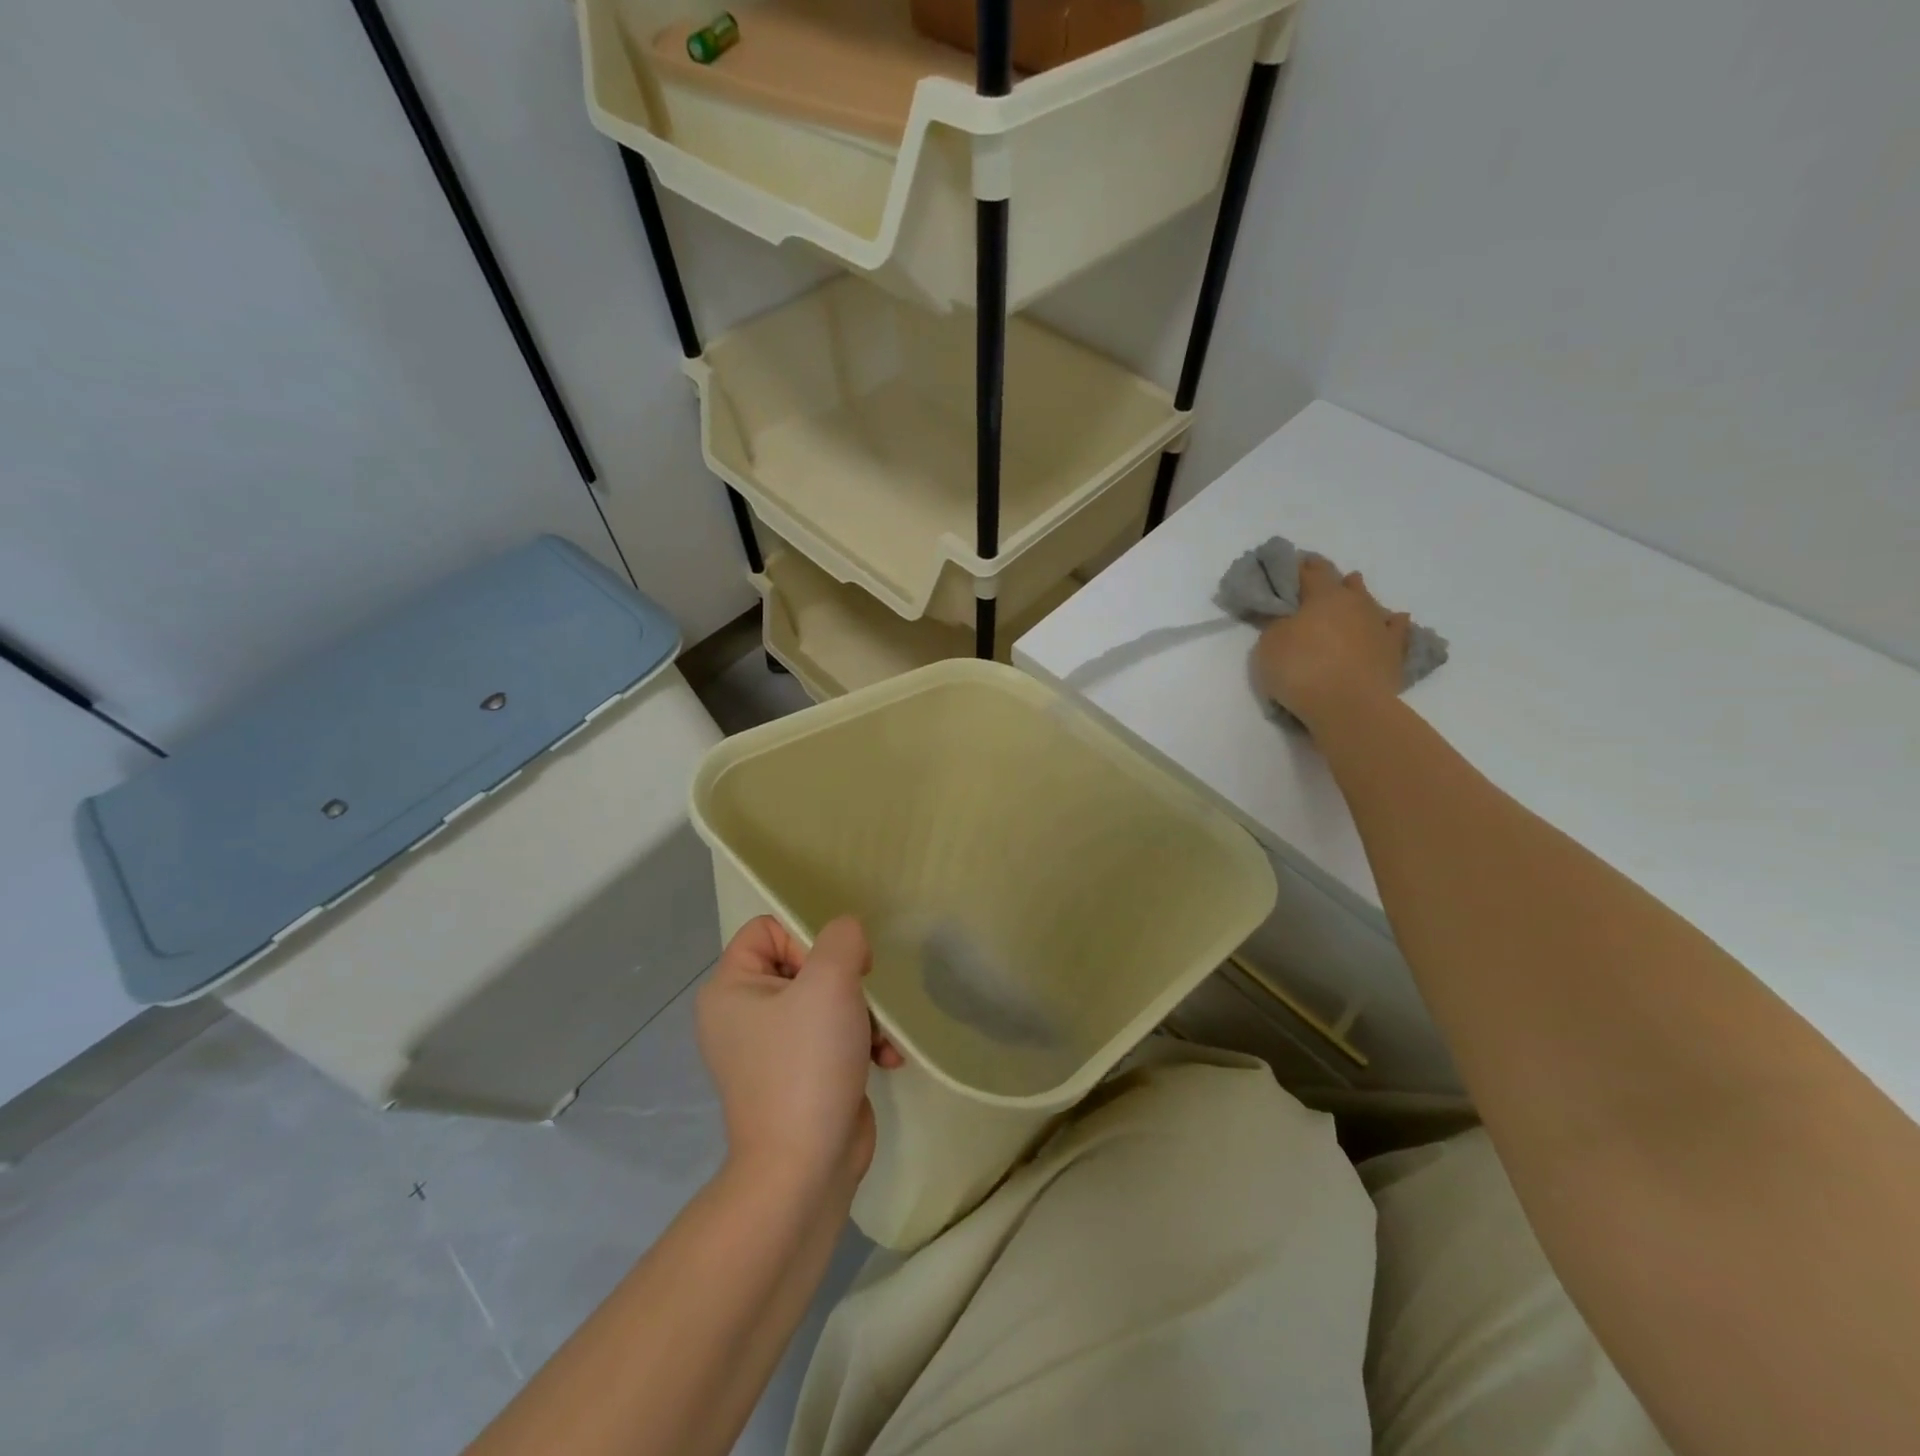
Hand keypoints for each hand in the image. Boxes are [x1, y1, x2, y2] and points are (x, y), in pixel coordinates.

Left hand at [696, 916, 902, 1197]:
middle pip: (802, 963)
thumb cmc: (807, 1064)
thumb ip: (842, 938)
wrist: (805, 1169)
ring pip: (824, 999)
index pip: (767, 928)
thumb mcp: (830, 982)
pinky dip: (860, 1042)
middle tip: (860, 999)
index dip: (805, 937)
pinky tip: (886, 1059)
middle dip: (844, 980)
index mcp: (730, 988)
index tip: (834, 967)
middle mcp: (742, 1014)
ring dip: (862, 1013)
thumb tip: (848, 937)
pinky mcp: (798, 1074)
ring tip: (877, 1037)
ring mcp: (770, 1048)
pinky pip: (831, 1036)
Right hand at [1253, 555, 1410, 731]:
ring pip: (1369, 602)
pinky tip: (1394, 621)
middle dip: (1330, 580)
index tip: (1291, 565)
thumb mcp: (1269, 644)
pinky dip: (1391, 624)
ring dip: (1359, 597)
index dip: (1299, 567)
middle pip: (1343, 583)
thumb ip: (1277, 625)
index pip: (1310, 571)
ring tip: (1353, 593)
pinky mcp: (1394, 651)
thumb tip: (1286, 616)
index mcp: (1324, 595)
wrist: (1348, 706)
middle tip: (1318, 583)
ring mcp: (1378, 626)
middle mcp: (1355, 603)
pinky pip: (1395, 630)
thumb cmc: (1301, 669)